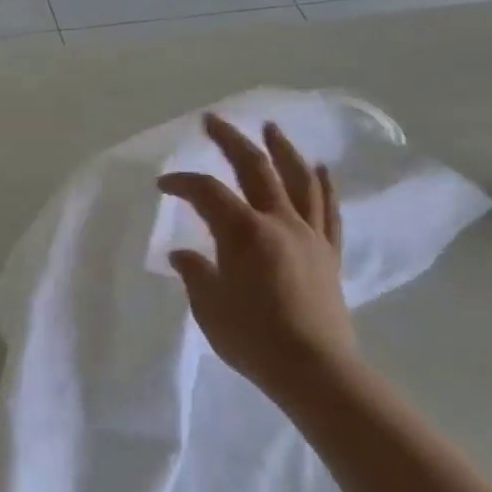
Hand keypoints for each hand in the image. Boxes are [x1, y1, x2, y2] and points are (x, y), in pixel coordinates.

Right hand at [157, 113, 355, 400]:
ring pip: (298, 179)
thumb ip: (195, 273)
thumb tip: (183, 253)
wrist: (314, 370)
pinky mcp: (328, 253)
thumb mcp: (209, 307)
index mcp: (244, 232)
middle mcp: (278, 222)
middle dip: (231, 141)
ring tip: (271, 128)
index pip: (207, 192)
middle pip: (255, 168)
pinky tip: (320, 168)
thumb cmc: (253, 339)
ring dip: (282, 149)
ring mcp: (308, 235)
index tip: (163, 185)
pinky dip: (323, 185)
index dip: (182, 182)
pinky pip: (328, 210)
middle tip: (213, 120)